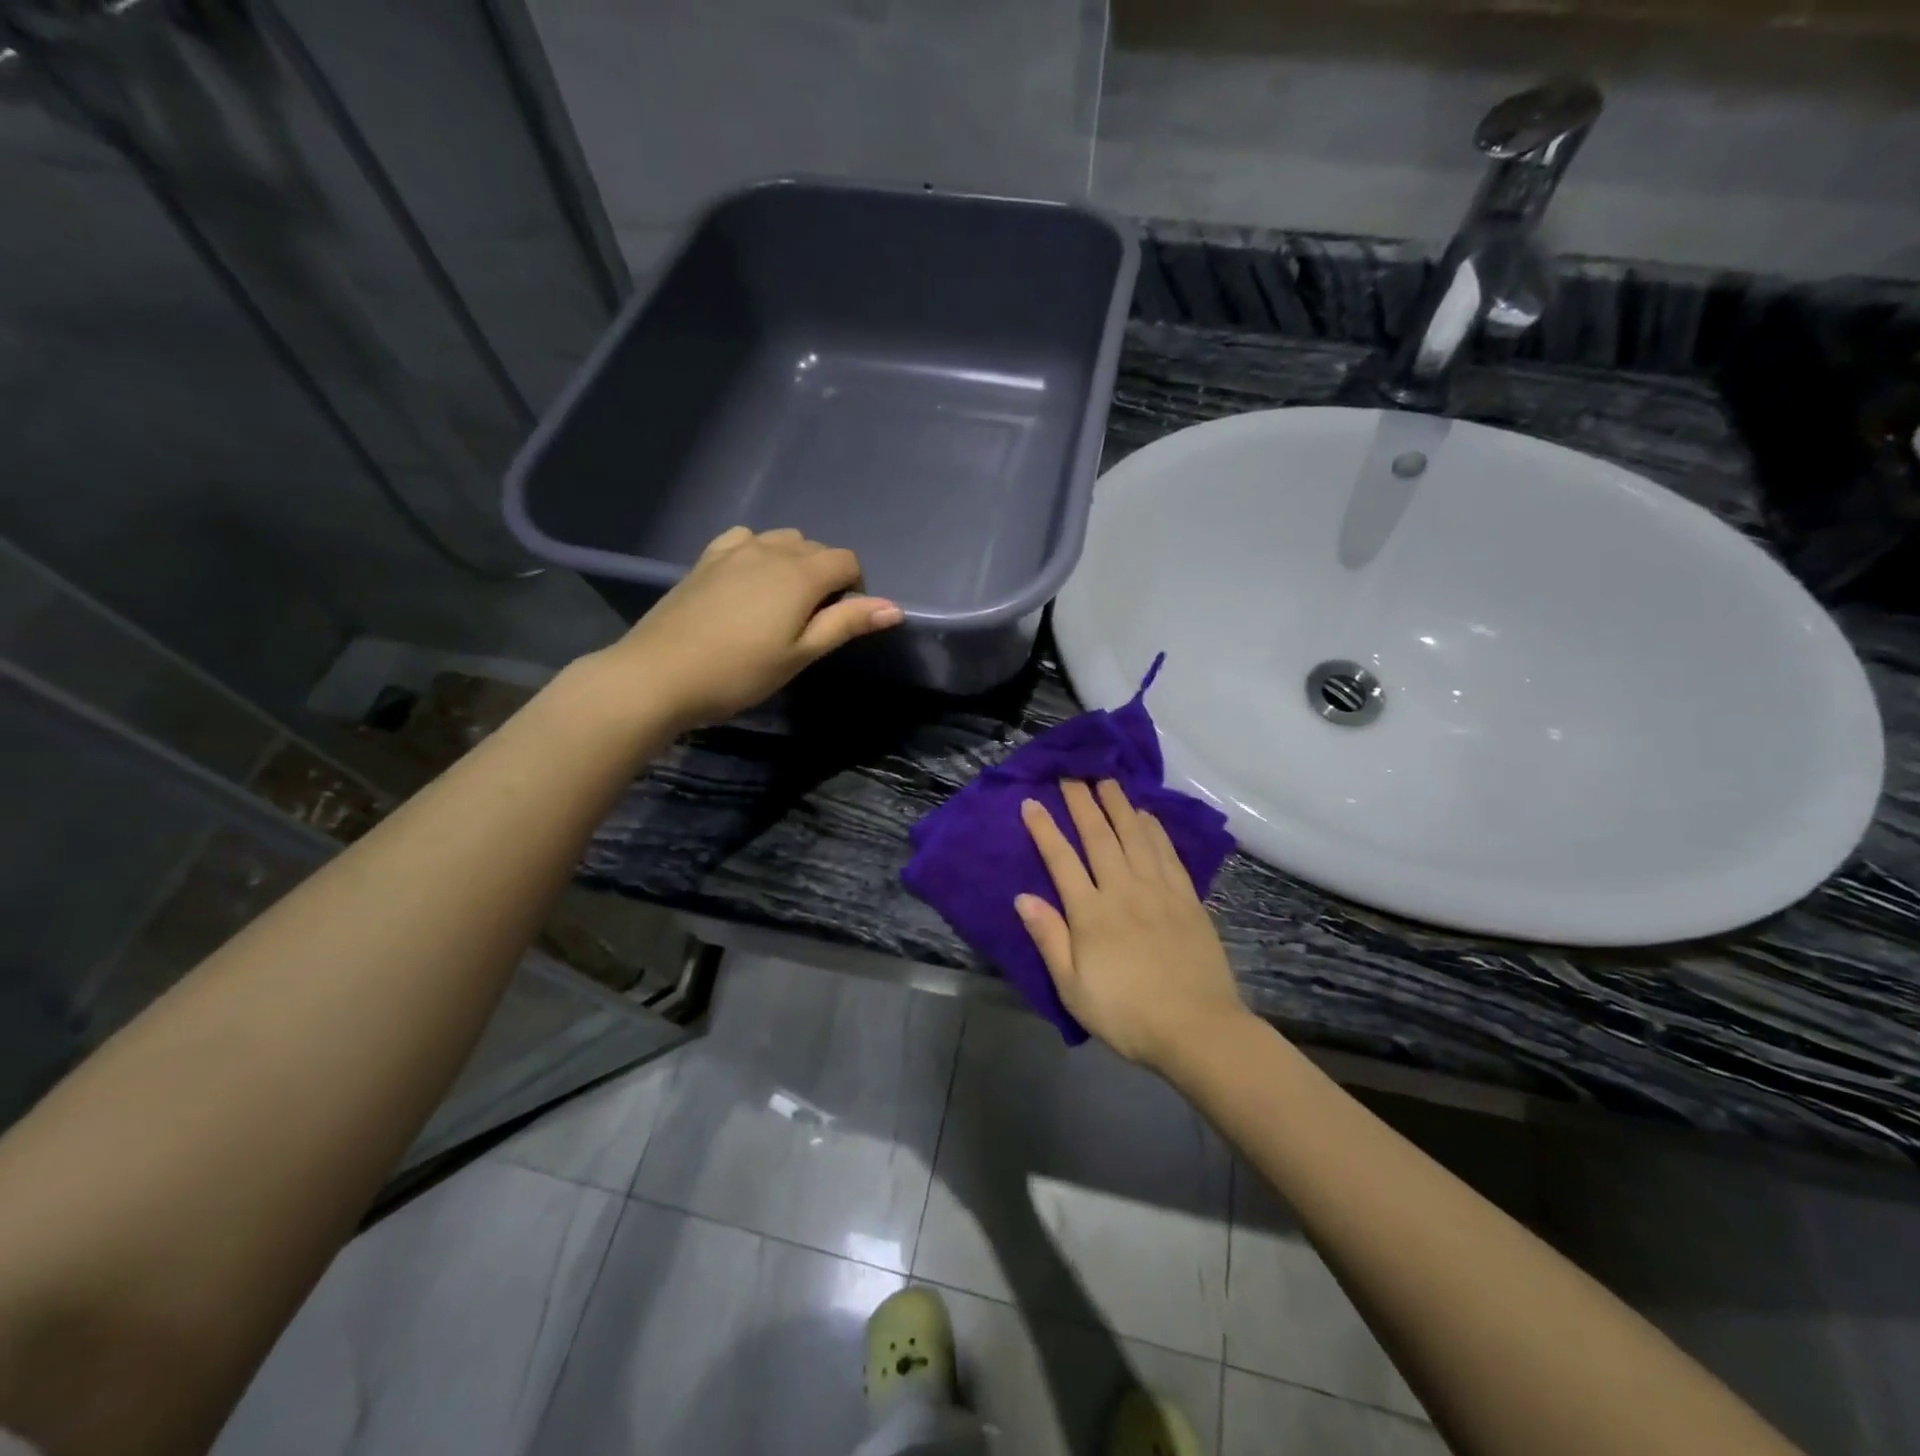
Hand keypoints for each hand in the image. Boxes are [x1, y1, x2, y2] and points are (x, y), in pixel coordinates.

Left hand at [595, 526, 902, 729]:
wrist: (659, 674)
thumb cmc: (740, 672)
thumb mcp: (801, 654)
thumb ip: (846, 624)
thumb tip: (894, 607)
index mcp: (801, 573)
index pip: (847, 561)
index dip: (854, 589)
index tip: (839, 622)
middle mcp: (770, 549)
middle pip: (816, 548)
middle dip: (825, 577)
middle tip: (809, 623)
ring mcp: (734, 549)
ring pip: (781, 540)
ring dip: (793, 563)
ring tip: (780, 604)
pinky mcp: (706, 558)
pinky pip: (745, 540)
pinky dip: (759, 553)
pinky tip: (748, 583)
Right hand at [1017, 779, 1248, 1070]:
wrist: (1197, 1029)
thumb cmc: (1127, 1014)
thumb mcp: (1073, 987)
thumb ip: (1049, 938)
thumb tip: (1022, 897)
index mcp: (1091, 913)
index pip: (1061, 860)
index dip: (1045, 829)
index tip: (1032, 801)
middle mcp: (1123, 890)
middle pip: (1099, 837)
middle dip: (1082, 802)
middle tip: (1072, 773)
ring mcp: (1159, 891)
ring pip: (1135, 836)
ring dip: (1119, 805)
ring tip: (1107, 781)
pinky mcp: (1187, 898)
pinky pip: (1167, 853)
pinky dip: (1154, 829)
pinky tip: (1146, 815)